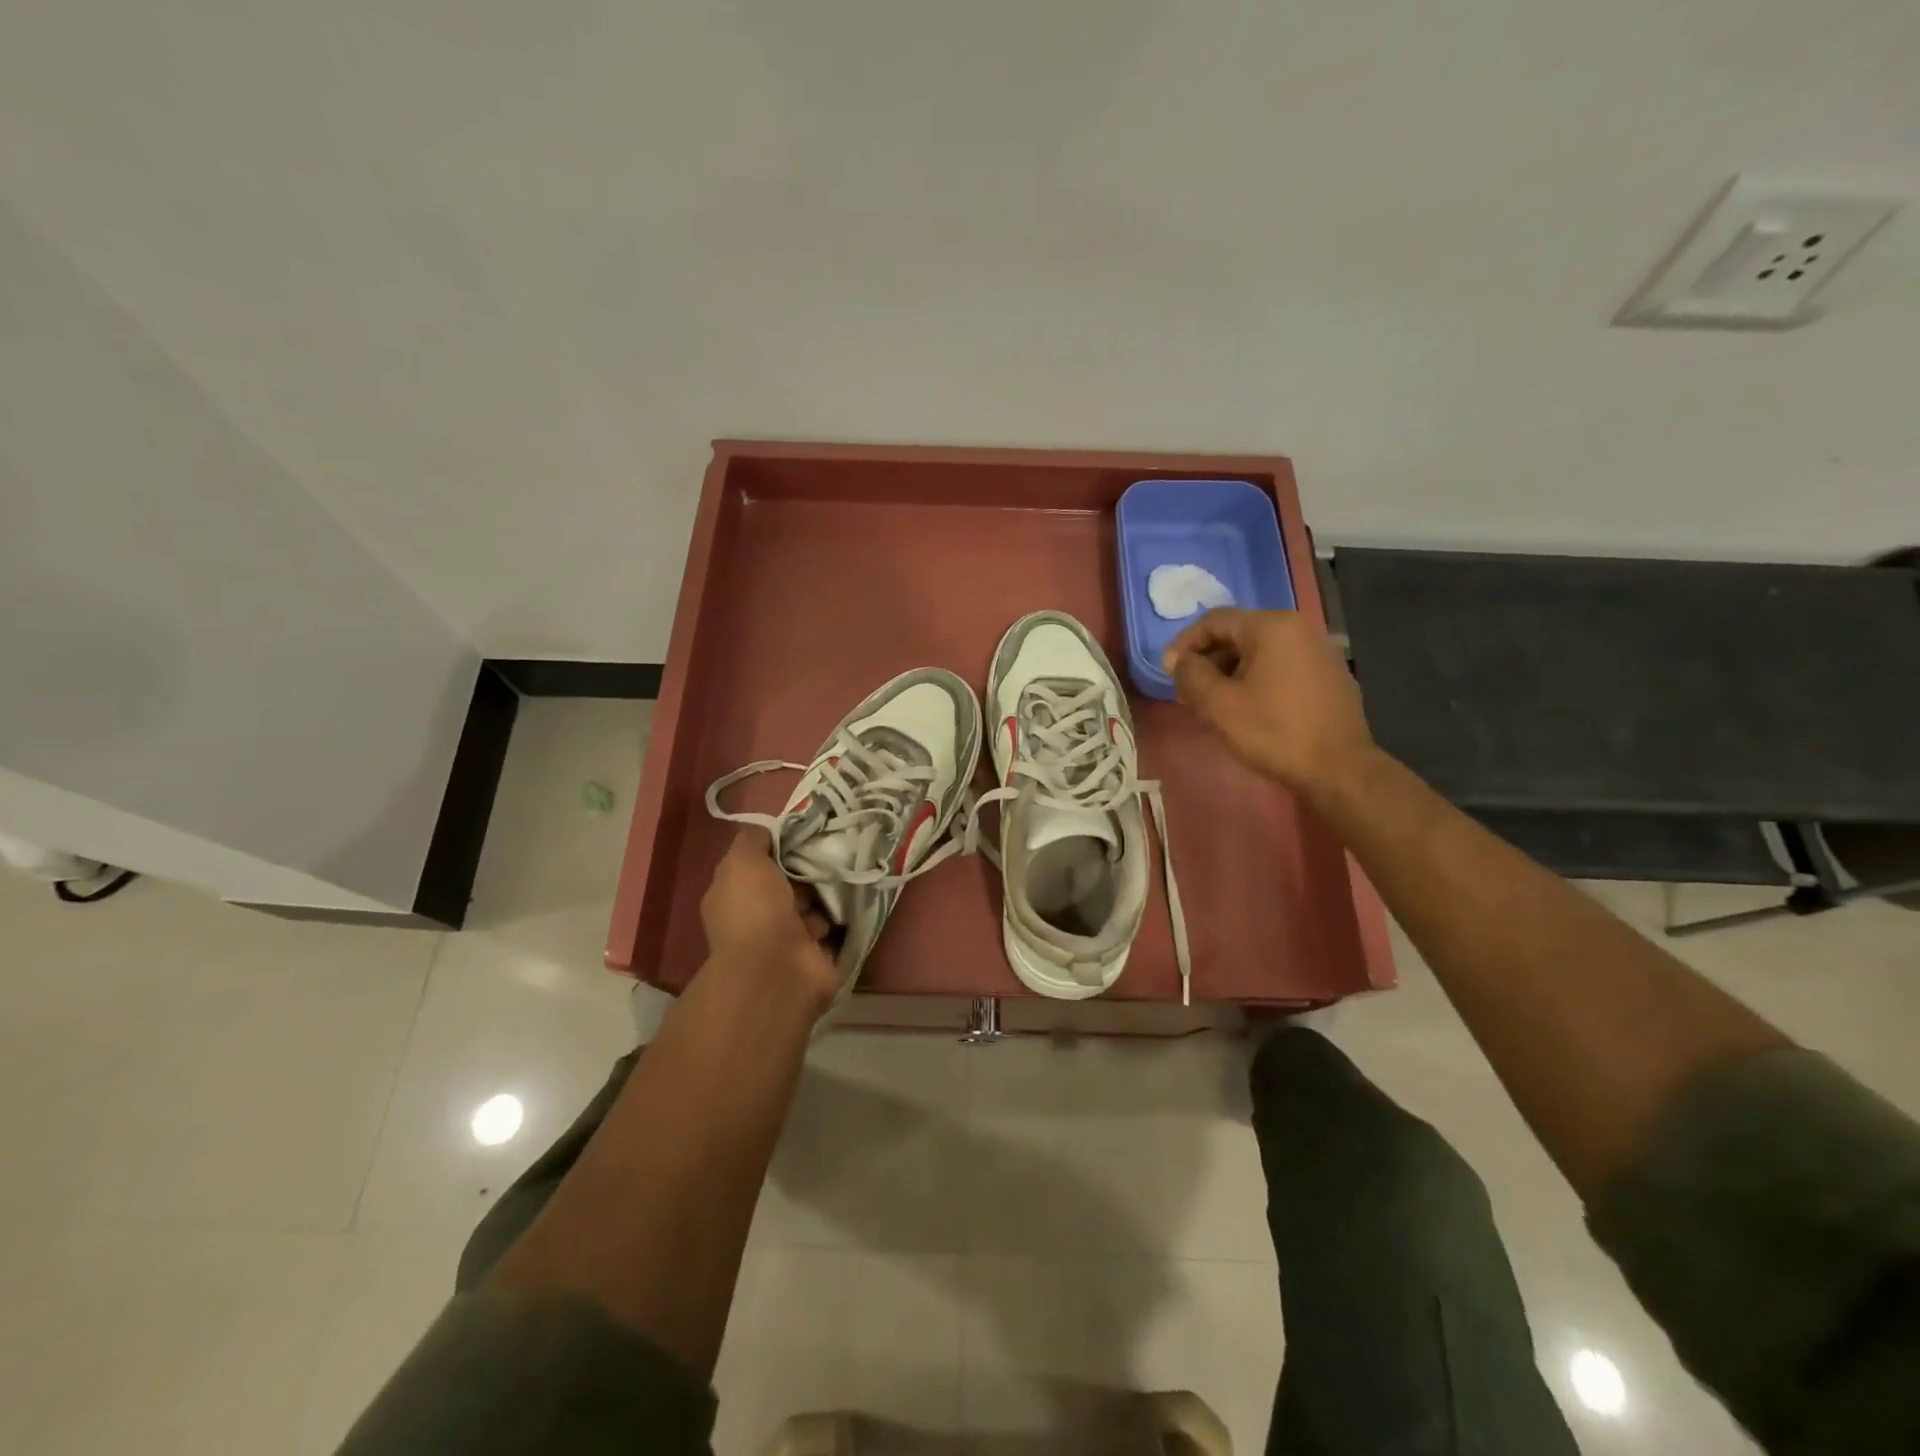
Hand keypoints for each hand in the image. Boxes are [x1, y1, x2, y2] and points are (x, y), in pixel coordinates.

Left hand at [700, 829, 838, 1012]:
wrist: (778, 969)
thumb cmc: (755, 910)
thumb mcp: (743, 861)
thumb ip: (753, 839)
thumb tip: (770, 829)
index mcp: (736, 895)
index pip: (759, 864)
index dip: (781, 846)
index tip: (808, 829)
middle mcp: (760, 916)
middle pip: (791, 881)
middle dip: (811, 866)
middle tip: (838, 845)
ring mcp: (790, 937)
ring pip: (816, 902)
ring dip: (832, 888)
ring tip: (854, 865)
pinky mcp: (819, 952)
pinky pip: (836, 923)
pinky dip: (847, 910)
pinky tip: (861, 890)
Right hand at [1163, 608, 1375, 791]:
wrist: (1339, 769)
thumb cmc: (1273, 732)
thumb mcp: (1219, 704)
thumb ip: (1191, 674)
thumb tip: (1179, 660)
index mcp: (1271, 626)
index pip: (1214, 620)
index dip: (1184, 644)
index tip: (1168, 672)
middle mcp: (1298, 628)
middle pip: (1238, 633)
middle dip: (1208, 659)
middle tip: (1188, 691)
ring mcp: (1318, 650)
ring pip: (1260, 651)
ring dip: (1230, 671)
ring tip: (1214, 702)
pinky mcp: (1329, 674)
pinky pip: (1281, 665)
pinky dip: (1257, 678)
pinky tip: (1248, 708)